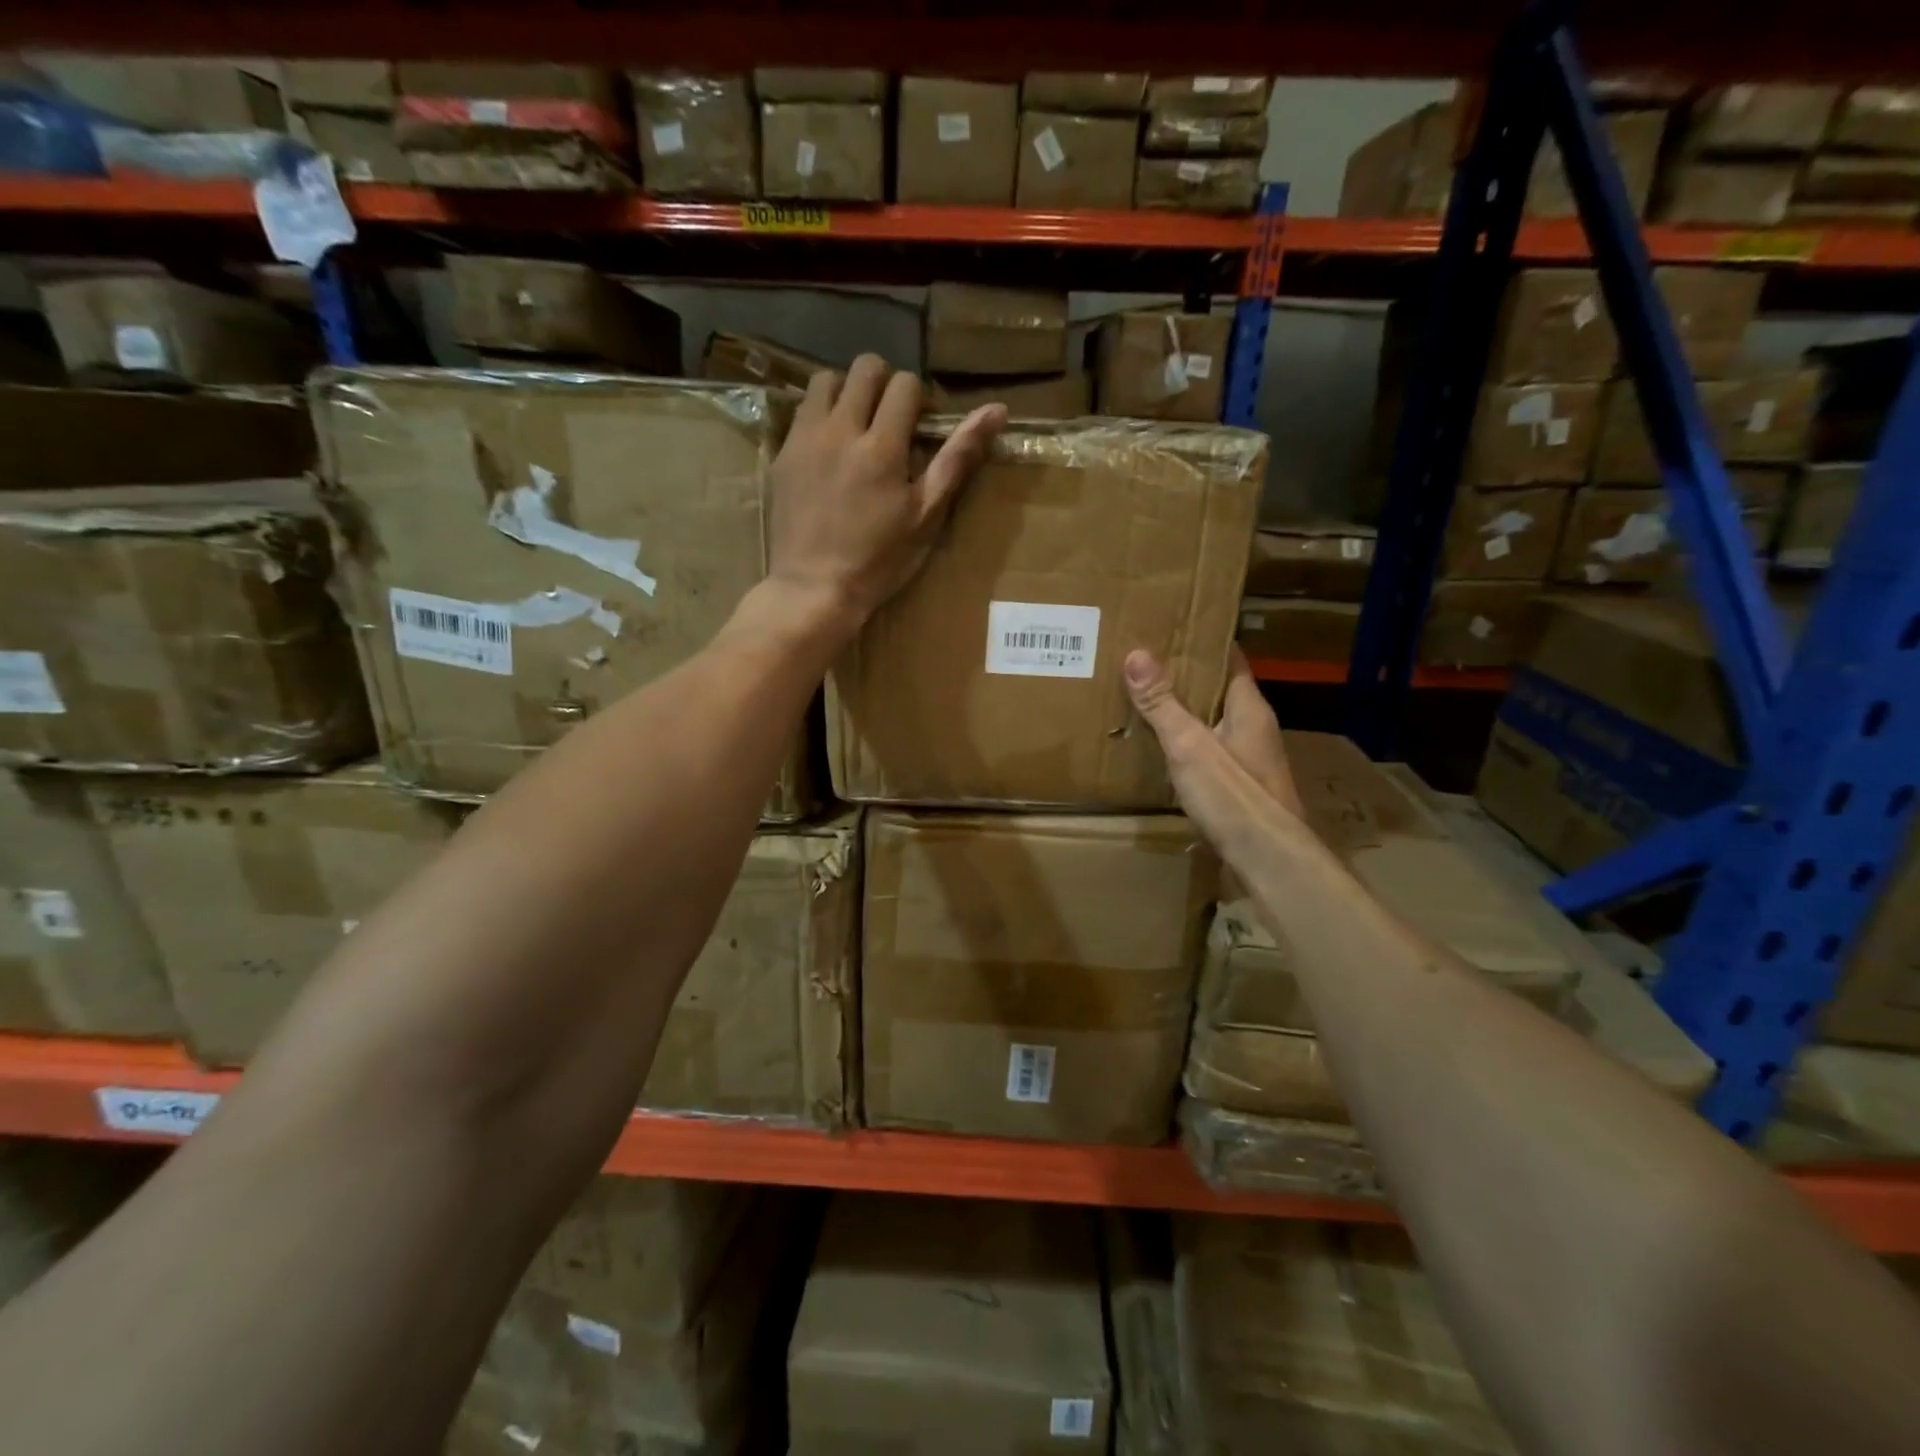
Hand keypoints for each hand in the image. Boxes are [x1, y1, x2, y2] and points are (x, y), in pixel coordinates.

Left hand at [768, 354, 1004, 628]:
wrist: (814, 588)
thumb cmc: (879, 560)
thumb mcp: (926, 515)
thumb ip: (957, 458)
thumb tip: (997, 410)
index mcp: (881, 445)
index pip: (905, 384)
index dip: (919, 400)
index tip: (920, 429)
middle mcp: (840, 429)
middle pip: (864, 367)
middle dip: (884, 384)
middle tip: (890, 422)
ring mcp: (805, 439)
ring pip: (826, 380)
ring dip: (847, 392)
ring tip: (856, 428)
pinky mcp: (782, 454)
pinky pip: (802, 411)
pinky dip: (821, 416)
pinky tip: (830, 452)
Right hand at [1124, 646, 1303, 858]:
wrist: (1267, 860)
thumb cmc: (1233, 796)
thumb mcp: (1189, 745)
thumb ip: (1163, 703)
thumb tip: (1137, 654)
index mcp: (1248, 708)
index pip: (1229, 659)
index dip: (1202, 642)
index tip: (1169, 628)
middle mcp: (1252, 728)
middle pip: (1217, 691)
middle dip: (1183, 677)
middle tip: (1141, 663)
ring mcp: (1247, 759)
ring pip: (1210, 723)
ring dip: (1182, 712)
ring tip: (1141, 701)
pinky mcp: (1238, 787)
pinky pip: (1207, 752)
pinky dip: (1184, 744)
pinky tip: (1157, 749)